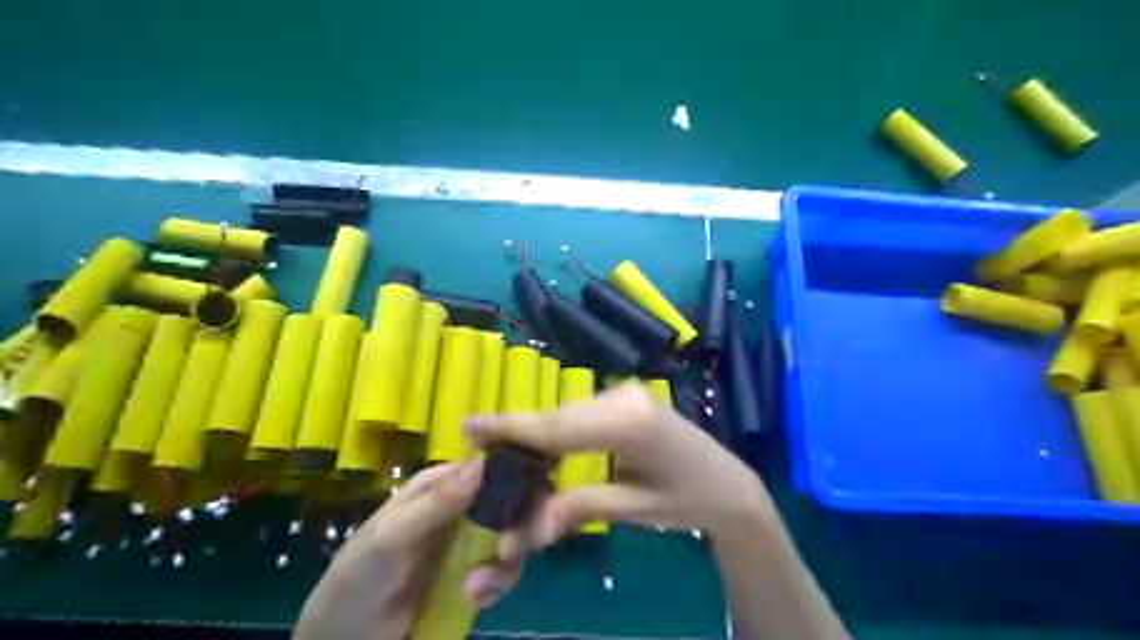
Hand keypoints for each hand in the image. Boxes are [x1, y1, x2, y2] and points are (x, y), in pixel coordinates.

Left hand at [290, 459, 527, 639]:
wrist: (347, 635)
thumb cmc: (360, 572)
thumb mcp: (392, 534)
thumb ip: (436, 503)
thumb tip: (482, 464)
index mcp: (441, 484)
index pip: (487, 466)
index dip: (514, 476)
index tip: (534, 495)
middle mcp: (463, 505)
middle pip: (510, 500)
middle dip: (520, 524)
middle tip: (509, 550)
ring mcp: (471, 540)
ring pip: (513, 535)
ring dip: (505, 562)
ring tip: (479, 588)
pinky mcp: (475, 571)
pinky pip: (503, 568)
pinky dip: (497, 583)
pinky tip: (477, 598)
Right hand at [462, 383, 774, 546]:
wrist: (728, 482)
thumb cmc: (688, 501)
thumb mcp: (636, 510)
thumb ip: (582, 507)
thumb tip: (530, 525)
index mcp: (632, 425)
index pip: (560, 428)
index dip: (512, 427)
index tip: (470, 426)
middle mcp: (627, 398)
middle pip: (560, 417)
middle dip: (520, 433)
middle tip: (482, 448)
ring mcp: (629, 392)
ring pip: (569, 412)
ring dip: (541, 433)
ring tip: (508, 452)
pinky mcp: (629, 395)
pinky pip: (583, 411)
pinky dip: (561, 429)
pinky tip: (547, 447)